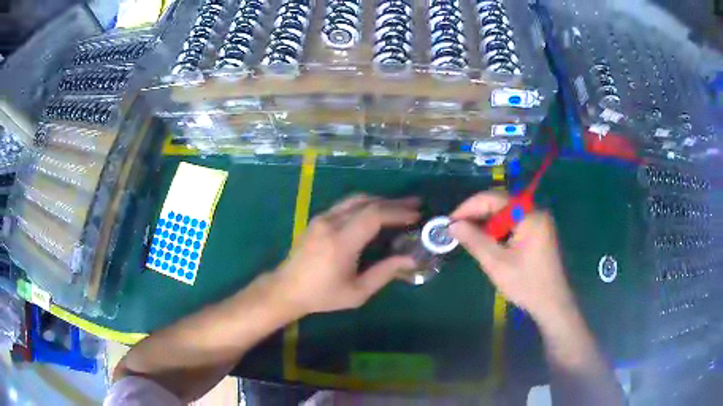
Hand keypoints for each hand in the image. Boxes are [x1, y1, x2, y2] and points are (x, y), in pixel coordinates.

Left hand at [271, 195, 419, 316]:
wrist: (287, 289)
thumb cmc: (322, 295)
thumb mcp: (357, 292)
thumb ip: (384, 273)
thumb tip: (410, 259)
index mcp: (340, 242)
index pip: (373, 216)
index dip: (397, 212)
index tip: (416, 215)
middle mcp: (330, 223)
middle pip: (366, 202)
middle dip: (393, 202)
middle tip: (415, 205)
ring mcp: (321, 218)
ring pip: (355, 199)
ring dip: (380, 200)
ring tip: (400, 206)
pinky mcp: (317, 219)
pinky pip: (345, 204)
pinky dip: (365, 204)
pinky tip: (376, 212)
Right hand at [449, 192, 575, 323]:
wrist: (553, 304)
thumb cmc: (526, 284)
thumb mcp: (496, 264)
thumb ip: (474, 240)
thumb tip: (453, 225)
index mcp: (529, 215)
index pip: (493, 199)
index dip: (469, 207)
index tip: (450, 222)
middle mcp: (535, 212)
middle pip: (500, 204)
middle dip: (477, 215)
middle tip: (456, 230)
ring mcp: (538, 221)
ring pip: (505, 214)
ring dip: (486, 224)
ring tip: (468, 237)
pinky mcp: (538, 232)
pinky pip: (513, 223)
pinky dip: (498, 231)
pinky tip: (487, 243)